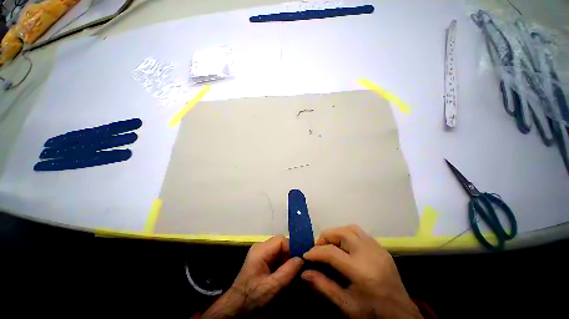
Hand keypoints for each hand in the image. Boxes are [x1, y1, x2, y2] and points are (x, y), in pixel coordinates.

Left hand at [202, 236, 303, 318]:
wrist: (235, 309)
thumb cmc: (252, 297)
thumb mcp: (272, 286)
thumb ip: (288, 271)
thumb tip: (301, 258)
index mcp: (261, 250)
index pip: (282, 240)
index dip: (292, 248)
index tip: (299, 262)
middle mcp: (260, 247)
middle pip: (281, 244)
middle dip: (290, 255)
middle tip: (296, 269)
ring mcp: (260, 253)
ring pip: (279, 250)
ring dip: (286, 260)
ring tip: (291, 274)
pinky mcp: (260, 259)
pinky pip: (275, 256)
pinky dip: (282, 264)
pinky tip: (284, 275)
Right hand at [302, 225, 422, 318]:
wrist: (401, 314)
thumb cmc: (372, 312)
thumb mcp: (345, 304)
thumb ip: (323, 286)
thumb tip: (304, 273)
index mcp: (360, 270)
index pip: (331, 252)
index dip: (315, 252)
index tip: (306, 254)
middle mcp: (369, 254)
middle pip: (342, 233)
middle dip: (326, 236)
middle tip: (318, 246)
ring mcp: (377, 248)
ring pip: (351, 228)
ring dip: (337, 232)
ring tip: (331, 243)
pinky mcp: (381, 248)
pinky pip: (361, 233)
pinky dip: (348, 234)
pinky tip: (345, 246)